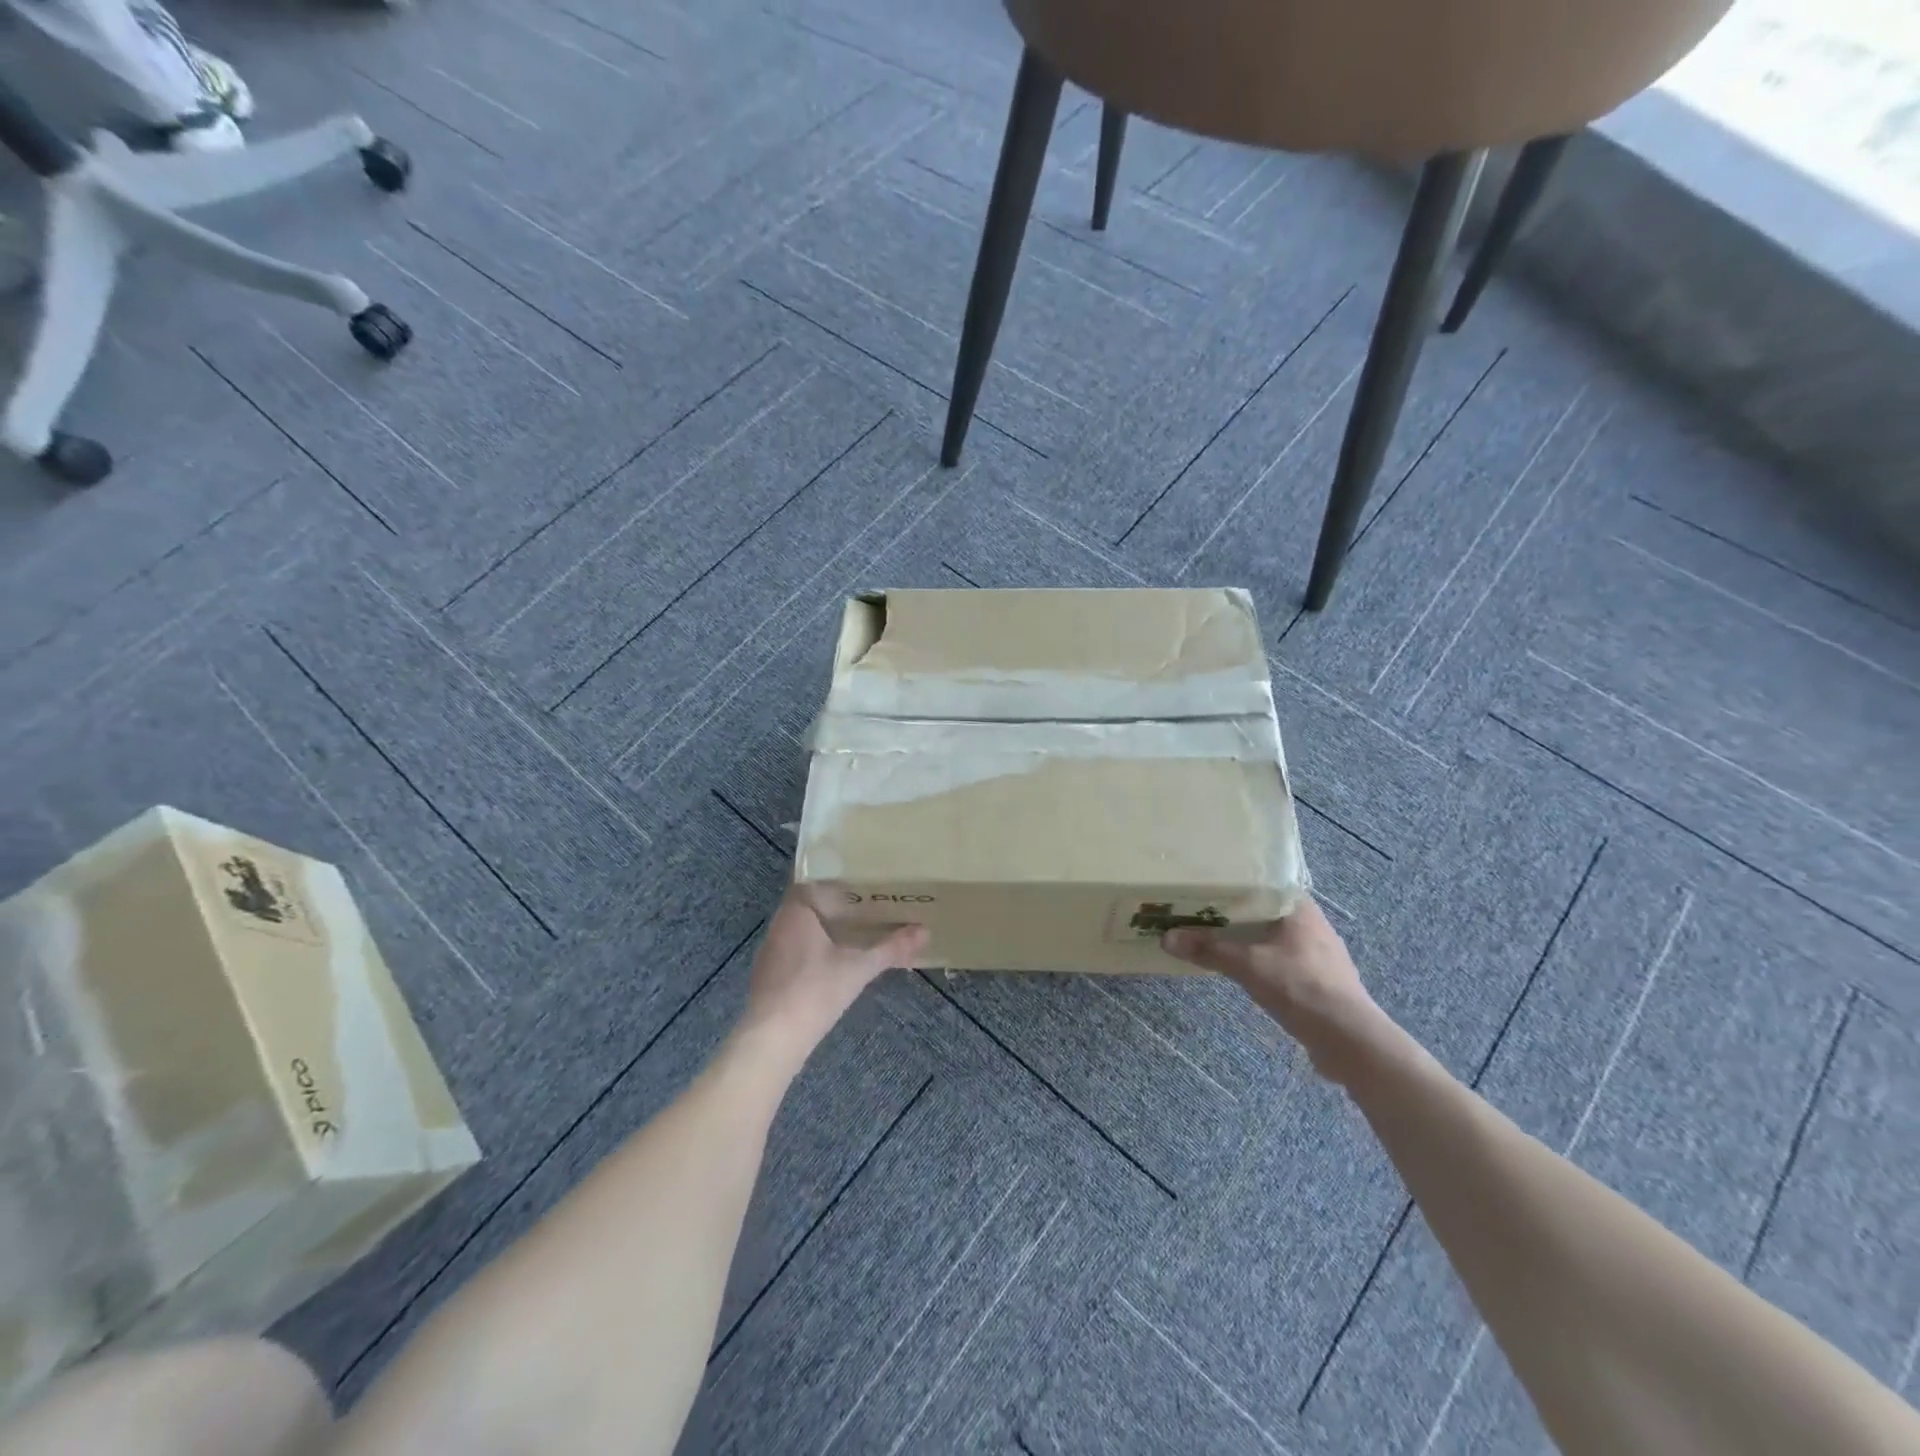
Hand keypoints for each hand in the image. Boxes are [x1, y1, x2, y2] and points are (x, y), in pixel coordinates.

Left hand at [740, 894, 926, 1057]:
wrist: (773, 1039)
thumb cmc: (815, 991)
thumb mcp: (859, 968)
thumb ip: (891, 948)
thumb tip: (924, 931)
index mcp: (795, 911)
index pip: (813, 880)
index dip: (837, 878)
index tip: (862, 879)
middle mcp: (779, 925)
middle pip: (809, 905)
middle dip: (836, 905)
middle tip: (868, 903)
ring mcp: (771, 952)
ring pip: (801, 930)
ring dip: (825, 929)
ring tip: (856, 930)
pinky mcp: (769, 976)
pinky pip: (795, 951)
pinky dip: (814, 950)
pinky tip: (834, 961)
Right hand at [1162, 897, 1390, 1083]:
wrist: (1350, 1040)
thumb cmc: (1300, 988)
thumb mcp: (1247, 965)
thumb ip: (1208, 949)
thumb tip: (1166, 937)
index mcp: (1300, 909)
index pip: (1265, 882)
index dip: (1236, 882)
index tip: (1207, 884)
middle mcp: (1313, 925)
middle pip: (1266, 910)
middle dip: (1236, 913)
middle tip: (1201, 911)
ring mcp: (1320, 954)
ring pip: (1275, 937)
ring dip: (1249, 939)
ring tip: (1216, 939)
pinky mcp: (1321, 981)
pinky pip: (1283, 960)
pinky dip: (1262, 960)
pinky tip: (1244, 970)